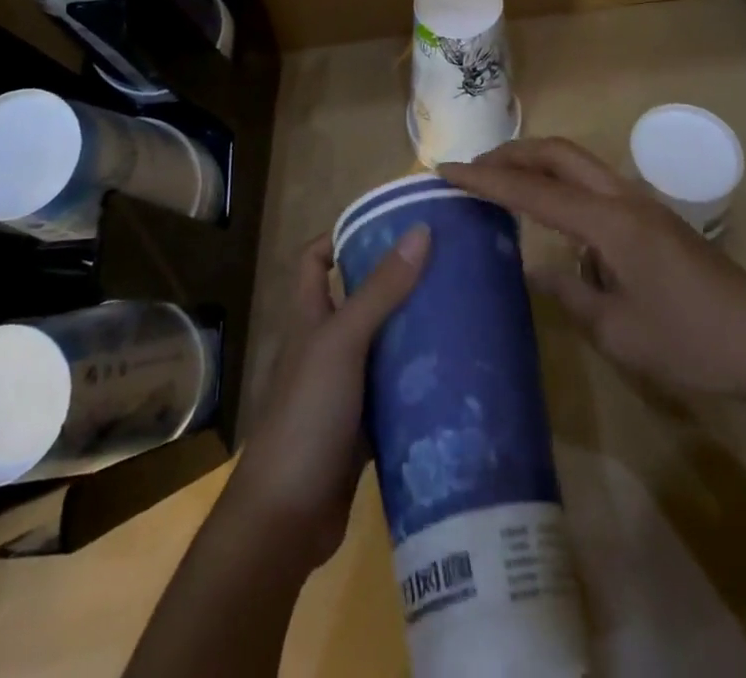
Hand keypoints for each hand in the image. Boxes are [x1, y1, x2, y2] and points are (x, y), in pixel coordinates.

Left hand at [225, 225, 428, 568]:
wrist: (285, 519)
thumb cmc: (306, 415)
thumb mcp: (342, 343)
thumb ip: (380, 291)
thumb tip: (420, 231)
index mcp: (309, 319)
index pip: (315, 260)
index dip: (341, 237)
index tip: (388, 226)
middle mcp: (324, 347)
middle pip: (358, 299)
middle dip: (396, 282)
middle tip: (444, 266)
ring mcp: (342, 389)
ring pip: (381, 347)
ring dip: (412, 333)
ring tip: (460, 311)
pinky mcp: (362, 428)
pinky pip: (394, 394)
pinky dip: (417, 384)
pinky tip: (454, 375)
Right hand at [442, 138, 745, 402]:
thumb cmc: (690, 341)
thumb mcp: (618, 331)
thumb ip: (570, 294)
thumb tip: (535, 270)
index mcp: (609, 222)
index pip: (534, 191)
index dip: (487, 180)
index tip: (446, 170)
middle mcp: (623, 197)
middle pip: (559, 153)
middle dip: (512, 153)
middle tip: (472, 169)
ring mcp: (642, 203)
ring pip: (579, 163)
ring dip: (538, 164)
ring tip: (502, 185)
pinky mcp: (652, 218)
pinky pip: (595, 184)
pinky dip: (562, 184)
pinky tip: (553, 219)